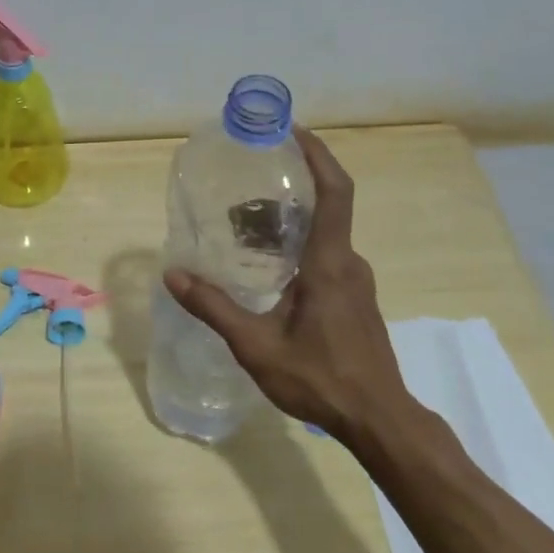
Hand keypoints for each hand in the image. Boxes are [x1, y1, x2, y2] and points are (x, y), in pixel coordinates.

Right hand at [163, 127, 416, 442]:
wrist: (379, 420)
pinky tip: (271, 269)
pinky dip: (301, 245)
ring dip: (293, 220)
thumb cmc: (320, 379)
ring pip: (326, 235)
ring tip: (248, 225)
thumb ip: (214, 308)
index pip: (335, 192)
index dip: (318, 155)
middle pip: (327, 207)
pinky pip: (329, 257)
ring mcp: (358, 283)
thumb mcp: (256, 346)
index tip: (293, 131)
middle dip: (292, 187)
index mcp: (330, 262)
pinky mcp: (357, 300)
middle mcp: (349, 263)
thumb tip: (174, 275)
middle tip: (249, 182)